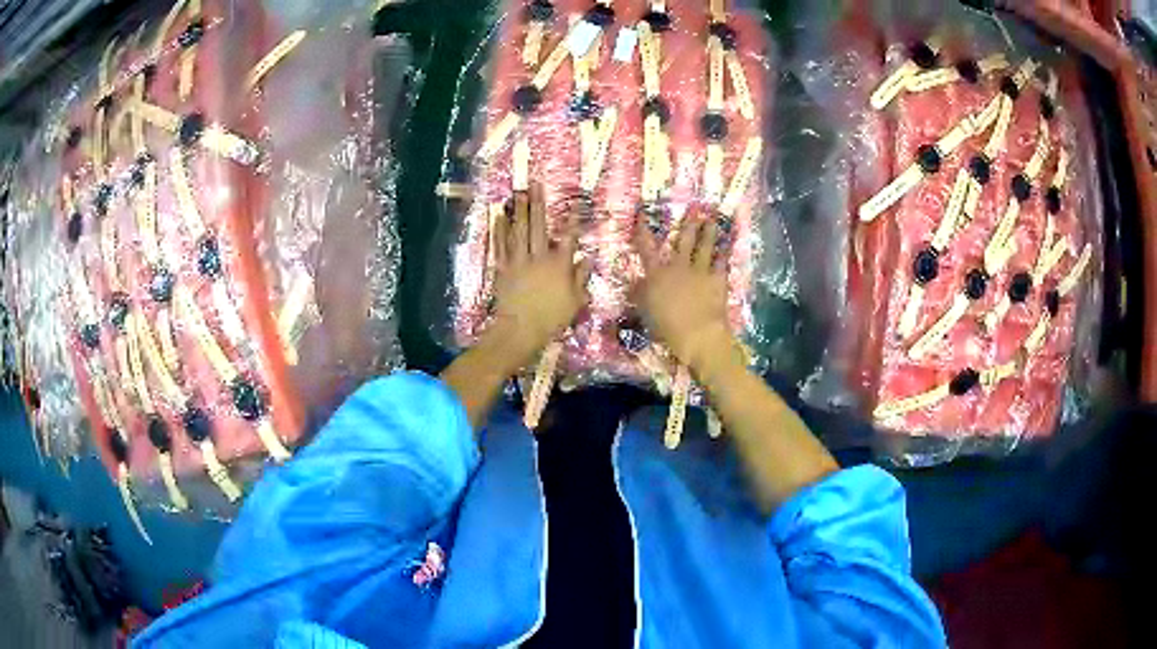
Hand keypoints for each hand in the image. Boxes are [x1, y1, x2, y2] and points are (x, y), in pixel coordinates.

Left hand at [489, 183, 589, 367]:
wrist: (520, 329)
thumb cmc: (551, 318)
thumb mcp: (575, 301)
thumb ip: (581, 278)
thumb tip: (588, 258)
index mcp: (559, 265)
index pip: (569, 237)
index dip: (573, 219)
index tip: (575, 203)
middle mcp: (539, 257)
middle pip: (539, 226)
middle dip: (538, 204)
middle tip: (535, 185)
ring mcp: (519, 261)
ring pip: (518, 231)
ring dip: (518, 210)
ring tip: (518, 193)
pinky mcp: (503, 268)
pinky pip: (501, 245)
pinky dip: (499, 230)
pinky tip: (499, 217)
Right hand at [634, 209, 737, 372]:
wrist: (698, 334)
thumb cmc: (667, 327)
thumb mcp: (646, 312)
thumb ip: (641, 295)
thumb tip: (634, 285)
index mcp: (657, 275)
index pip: (646, 248)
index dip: (643, 231)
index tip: (642, 216)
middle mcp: (678, 267)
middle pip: (683, 242)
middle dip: (687, 226)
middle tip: (693, 211)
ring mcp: (700, 271)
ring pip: (704, 247)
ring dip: (708, 233)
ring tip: (711, 221)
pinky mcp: (717, 280)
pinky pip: (721, 263)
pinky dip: (724, 253)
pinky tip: (726, 246)